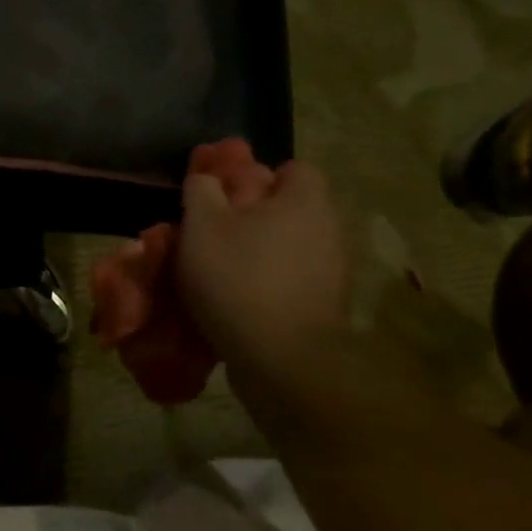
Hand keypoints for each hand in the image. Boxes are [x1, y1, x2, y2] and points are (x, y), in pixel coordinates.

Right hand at [176, 159, 350, 387]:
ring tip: (215, 270)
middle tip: (211, 231)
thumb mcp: (202, 225)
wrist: (282, 361)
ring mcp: (329, 274)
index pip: (293, 169)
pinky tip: (232, 300)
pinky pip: (287, 283)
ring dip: (255, 254)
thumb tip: (206, 176)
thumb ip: (202, 191)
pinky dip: (263, 286)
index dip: (258, 175)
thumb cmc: (239, 278)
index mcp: (305, 202)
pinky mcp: (321, 309)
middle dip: (251, 217)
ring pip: (285, 249)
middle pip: (288, 210)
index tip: (225, 194)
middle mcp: (327, 231)